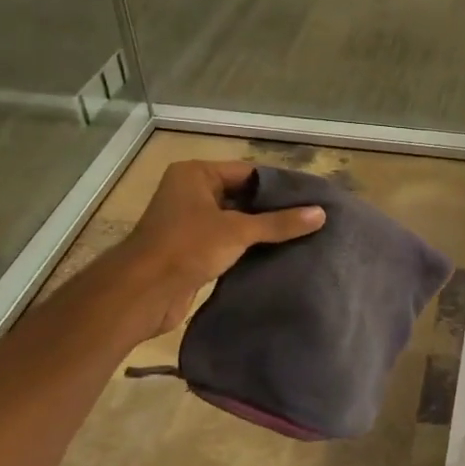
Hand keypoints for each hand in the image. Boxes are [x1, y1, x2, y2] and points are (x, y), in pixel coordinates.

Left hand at [116, 160, 325, 335]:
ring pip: (235, 221)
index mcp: (196, 175)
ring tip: (302, 236)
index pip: (248, 172)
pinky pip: (228, 242)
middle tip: (312, 217)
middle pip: (242, 196)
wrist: (143, 292)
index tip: (311, 197)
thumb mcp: (238, 231)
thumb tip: (321, 214)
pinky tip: (277, 255)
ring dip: (262, 231)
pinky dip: (248, 248)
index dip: (279, 185)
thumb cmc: (187, 247)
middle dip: (273, 209)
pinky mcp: (192, 250)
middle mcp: (191, 193)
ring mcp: (190, 223)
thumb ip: (279, 223)